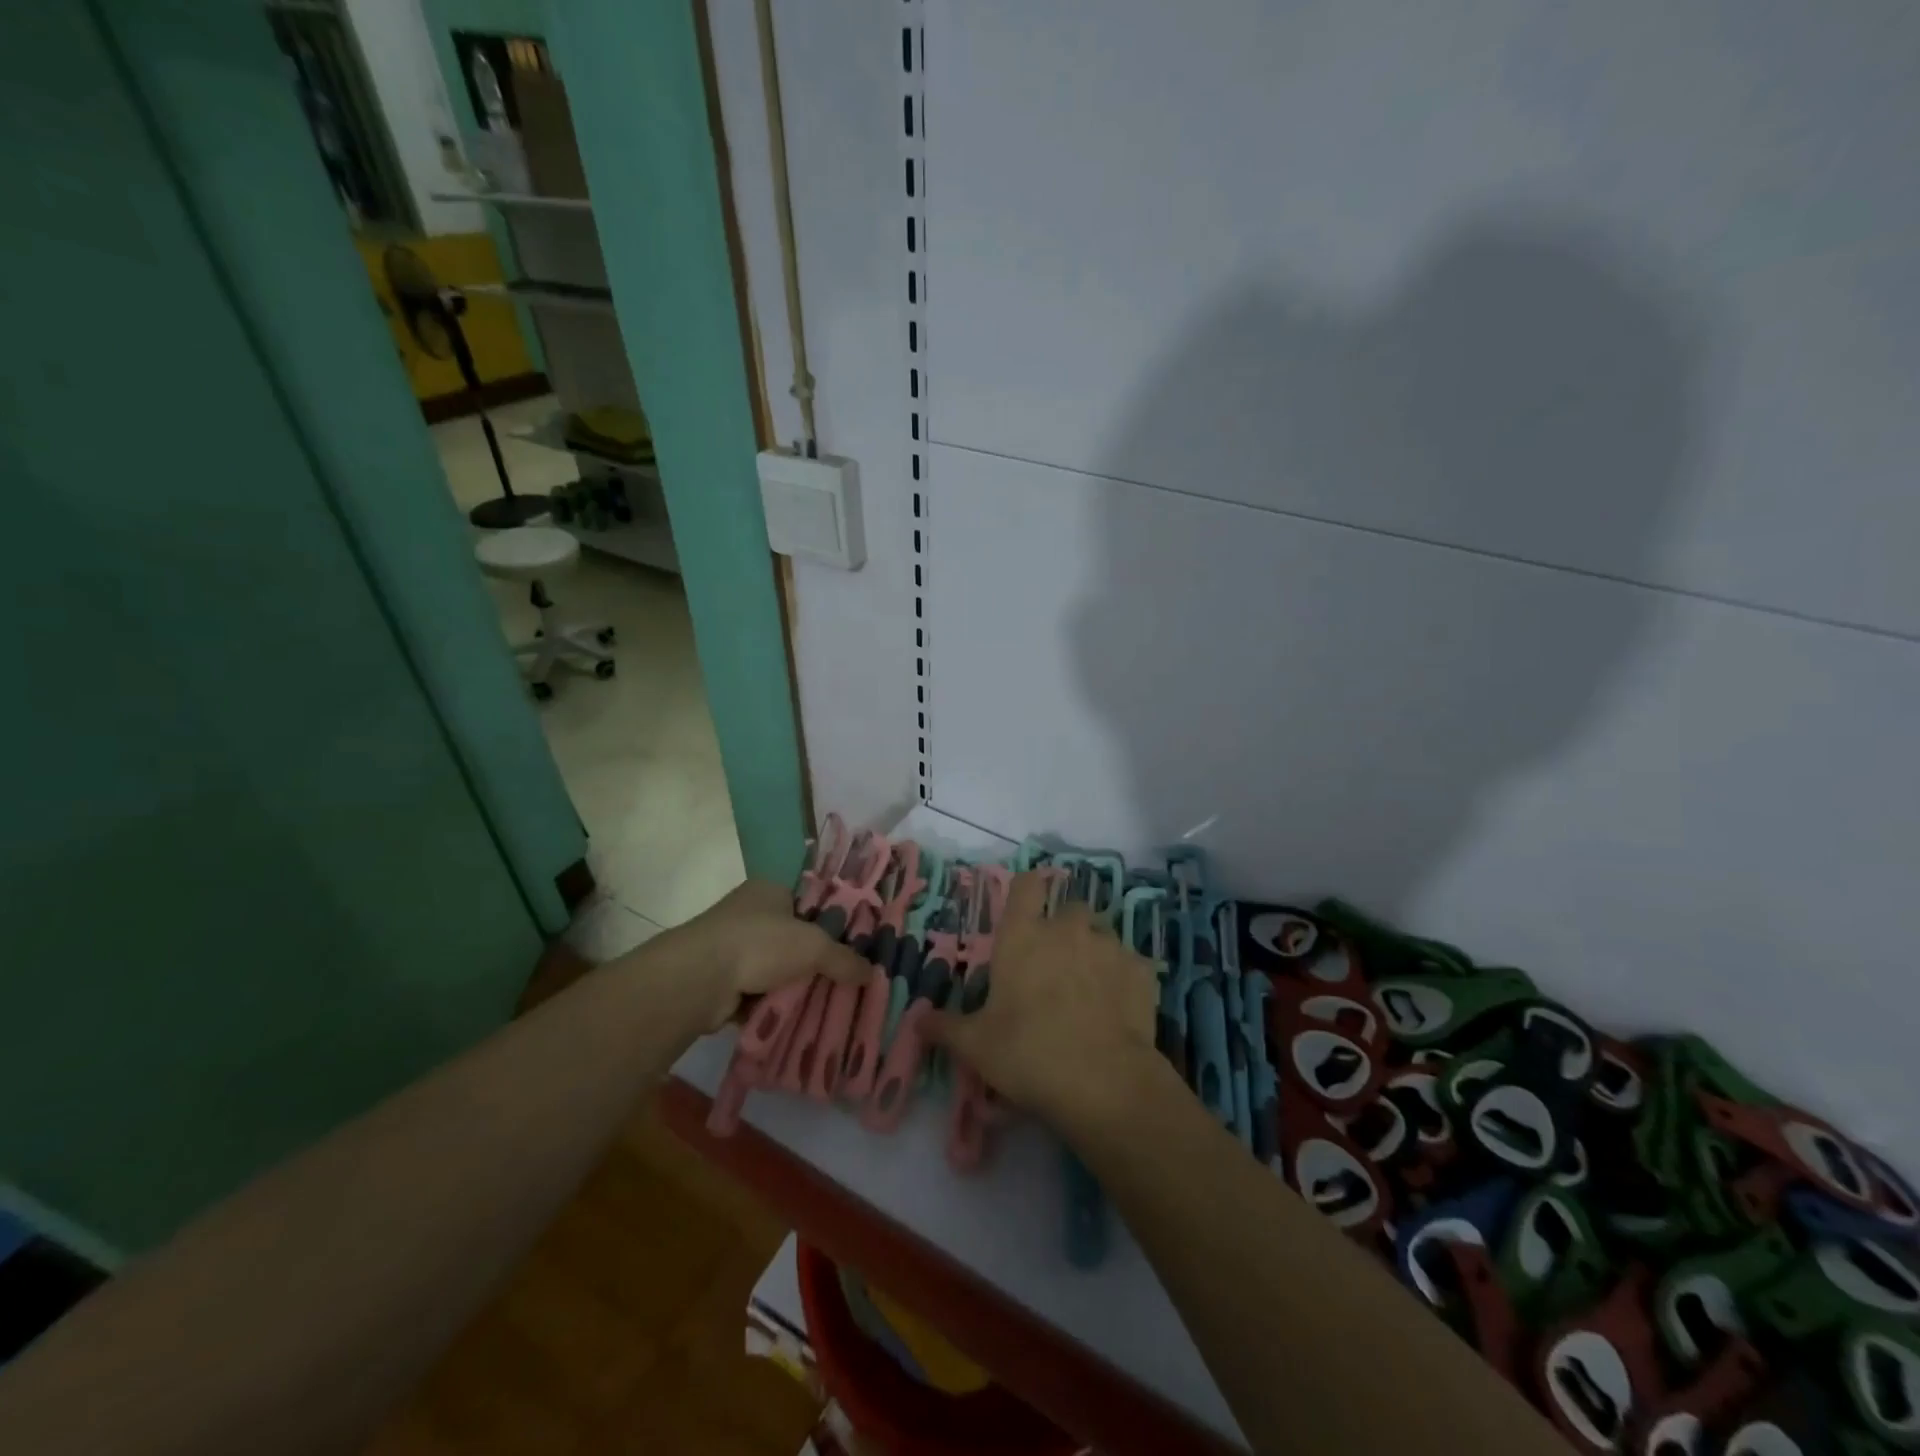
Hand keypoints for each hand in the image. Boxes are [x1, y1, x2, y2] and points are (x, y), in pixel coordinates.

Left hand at [645, 879, 866, 1030]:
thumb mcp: (813, 946)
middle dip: (816, 962)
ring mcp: (733, 947)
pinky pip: (758, 994)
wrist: (698, 979)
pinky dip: (773, 1006)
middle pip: (795, 938)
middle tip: (846, 981)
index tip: (855, 945)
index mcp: (770, 890)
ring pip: (777, 969)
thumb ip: (843, 959)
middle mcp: (750, 913)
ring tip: (826, 1005)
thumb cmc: (759, 943)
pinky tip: (795, 1020)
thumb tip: (872, 974)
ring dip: (794, 987)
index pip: (810, 901)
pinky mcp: (721, 981)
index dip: (833, 922)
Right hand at [925, 870, 1162, 1129]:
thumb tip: (917, 1019)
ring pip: (1102, 934)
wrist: (1104, 1082)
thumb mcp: (976, 1045)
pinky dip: (1124, 979)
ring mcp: (1109, 947)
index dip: (1027, 891)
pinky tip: (1119, 1009)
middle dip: (1064, 928)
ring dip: (1094, 952)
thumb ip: (945, 1027)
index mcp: (1023, 936)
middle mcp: (1067, 929)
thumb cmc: (1028, 1053)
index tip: (1026, 908)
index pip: (1026, 885)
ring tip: (1089, 989)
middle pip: (1068, 908)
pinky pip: (1131, 964)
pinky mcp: (1141, 972)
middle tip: (1055, 963)